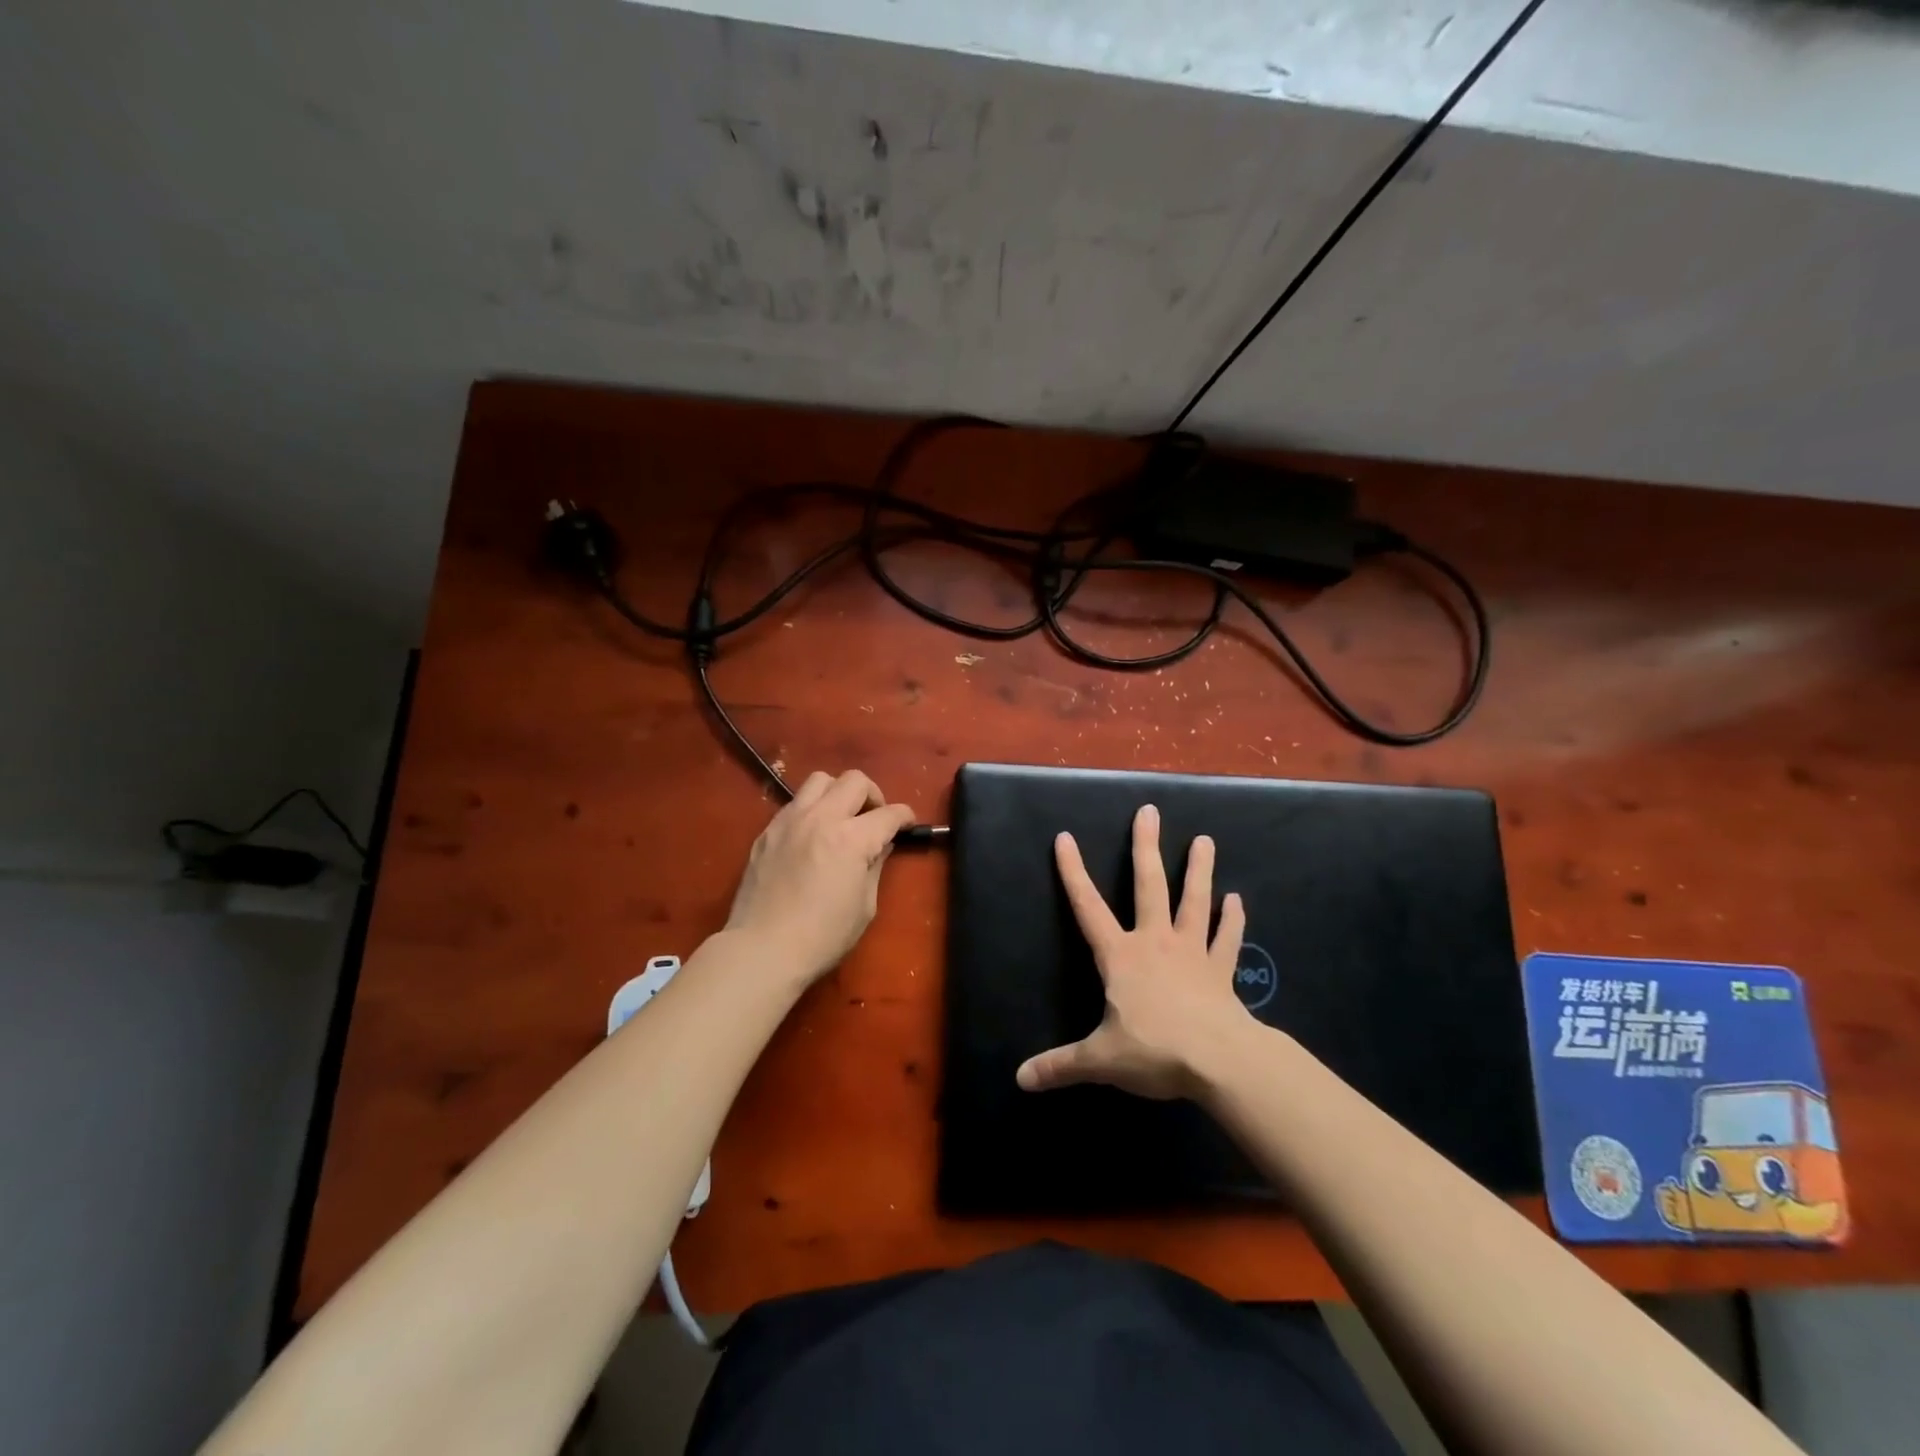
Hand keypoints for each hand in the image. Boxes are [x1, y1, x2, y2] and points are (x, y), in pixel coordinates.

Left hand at [725, 770, 914, 987]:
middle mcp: (821, 818)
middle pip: (854, 780)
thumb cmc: (822, 936)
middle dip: (874, 795)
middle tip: (874, 819)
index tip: (908, 825)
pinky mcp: (768, 830)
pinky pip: (795, 803)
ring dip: (838, 792)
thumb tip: (880, 845)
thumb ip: (875, 866)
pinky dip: (812, 809)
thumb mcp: (864, 906)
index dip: (905, 817)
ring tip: (841, 818)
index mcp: (851, 839)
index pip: (888, 814)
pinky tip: (813, 835)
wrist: (762, 949)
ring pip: (820, 779)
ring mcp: (790, 820)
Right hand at [1017, 803, 1249, 1100]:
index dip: (1073, 872)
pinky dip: (1233, 920)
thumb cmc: (1154, 1051)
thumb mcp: (1100, 1060)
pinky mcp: (1220, 971)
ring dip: (1199, 871)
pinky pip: (1227, 940)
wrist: (1219, 1062)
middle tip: (1150, 812)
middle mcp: (1155, 942)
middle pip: (1149, 886)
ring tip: (1205, 840)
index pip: (1088, 907)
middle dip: (1146, 848)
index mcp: (1121, 956)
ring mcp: (1192, 953)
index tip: (1065, 838)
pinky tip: (1239, 900)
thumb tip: (1019, 1079)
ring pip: (1194, 902)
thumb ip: (1060, 1065)